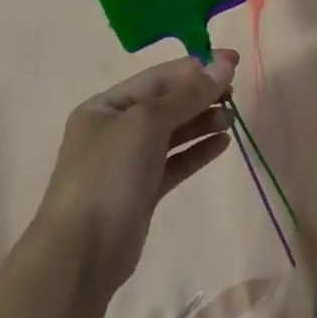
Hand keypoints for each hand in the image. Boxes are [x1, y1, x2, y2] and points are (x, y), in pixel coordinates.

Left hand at [34, 51, 237, 293]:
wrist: (81, 255)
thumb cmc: (108, 175)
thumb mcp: (147, 123)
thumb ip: (188, 94)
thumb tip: (224, 65)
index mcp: (105, 106)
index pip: (158, 77)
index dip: (196, 67)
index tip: (233, 62)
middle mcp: (115, 129)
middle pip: (166, 103)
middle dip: (200, 94)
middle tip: (235, 92)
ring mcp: (128, 162)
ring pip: (173, 133)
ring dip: (202, 121)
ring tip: (232, 118)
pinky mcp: (143, 191)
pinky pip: (175, 162)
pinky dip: (197, 151)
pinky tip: (223, 144)